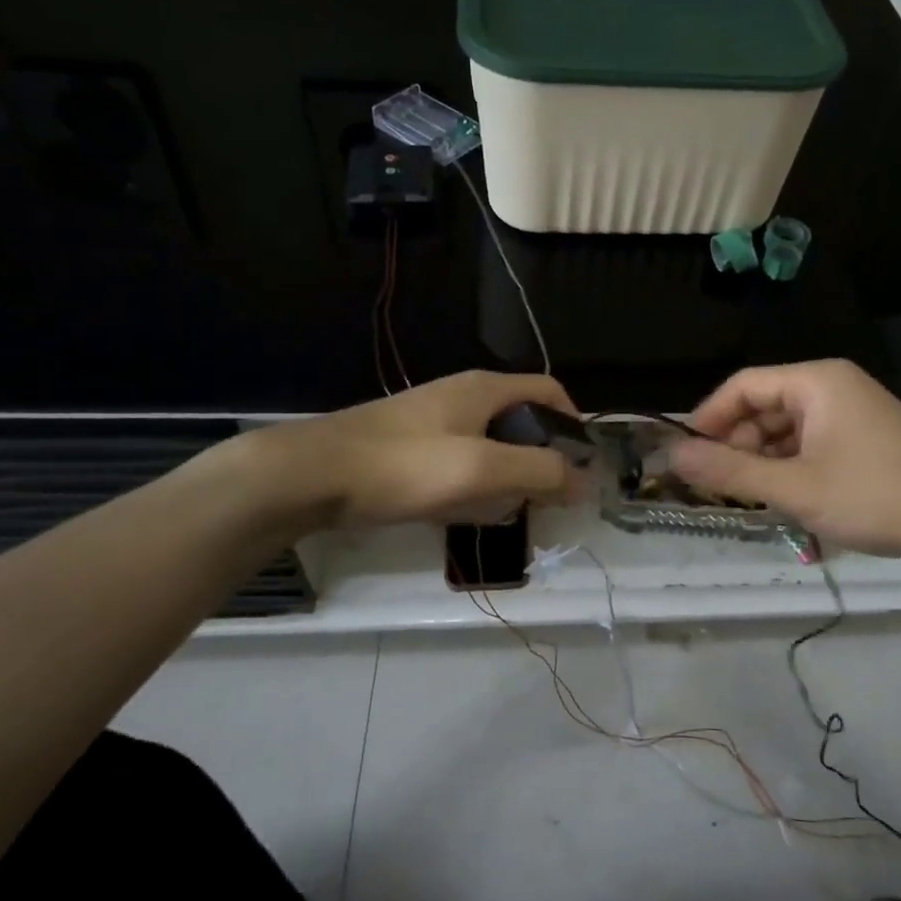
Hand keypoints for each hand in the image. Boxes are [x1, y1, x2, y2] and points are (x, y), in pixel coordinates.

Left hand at [241, 371, 580, 532]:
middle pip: (522, 420)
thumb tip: (586, 480)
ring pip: (491, 444)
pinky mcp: (411, 447)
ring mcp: (434, 421)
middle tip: (547, 498)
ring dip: (507, 475)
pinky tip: (465, 512)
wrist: (315, 474)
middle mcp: (464, 396)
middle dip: (540, 457)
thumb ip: (540, 471)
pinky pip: (460, 462)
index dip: (573, 423)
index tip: (582, 465)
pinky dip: (475, 484)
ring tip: (509, 510)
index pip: (550, 391)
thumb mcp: (482, 468)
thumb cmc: (406, 465)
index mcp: (486, 388)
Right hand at [668, 360, 900, 562]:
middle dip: (735, 443)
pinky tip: (780, 495)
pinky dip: (788, 464)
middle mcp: (832, 385)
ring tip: (745, 497)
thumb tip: (673, 456)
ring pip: (785, 427)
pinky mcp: (862, 435)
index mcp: (816, 381)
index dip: (707, 418)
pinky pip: (809, 441)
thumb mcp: (795, 488)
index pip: (743, 386)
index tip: (684, 455)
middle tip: (713, 485)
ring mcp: (850, 410)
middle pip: (763, 405)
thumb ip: (730, 471)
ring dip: (760, 458)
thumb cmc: (875, 497)